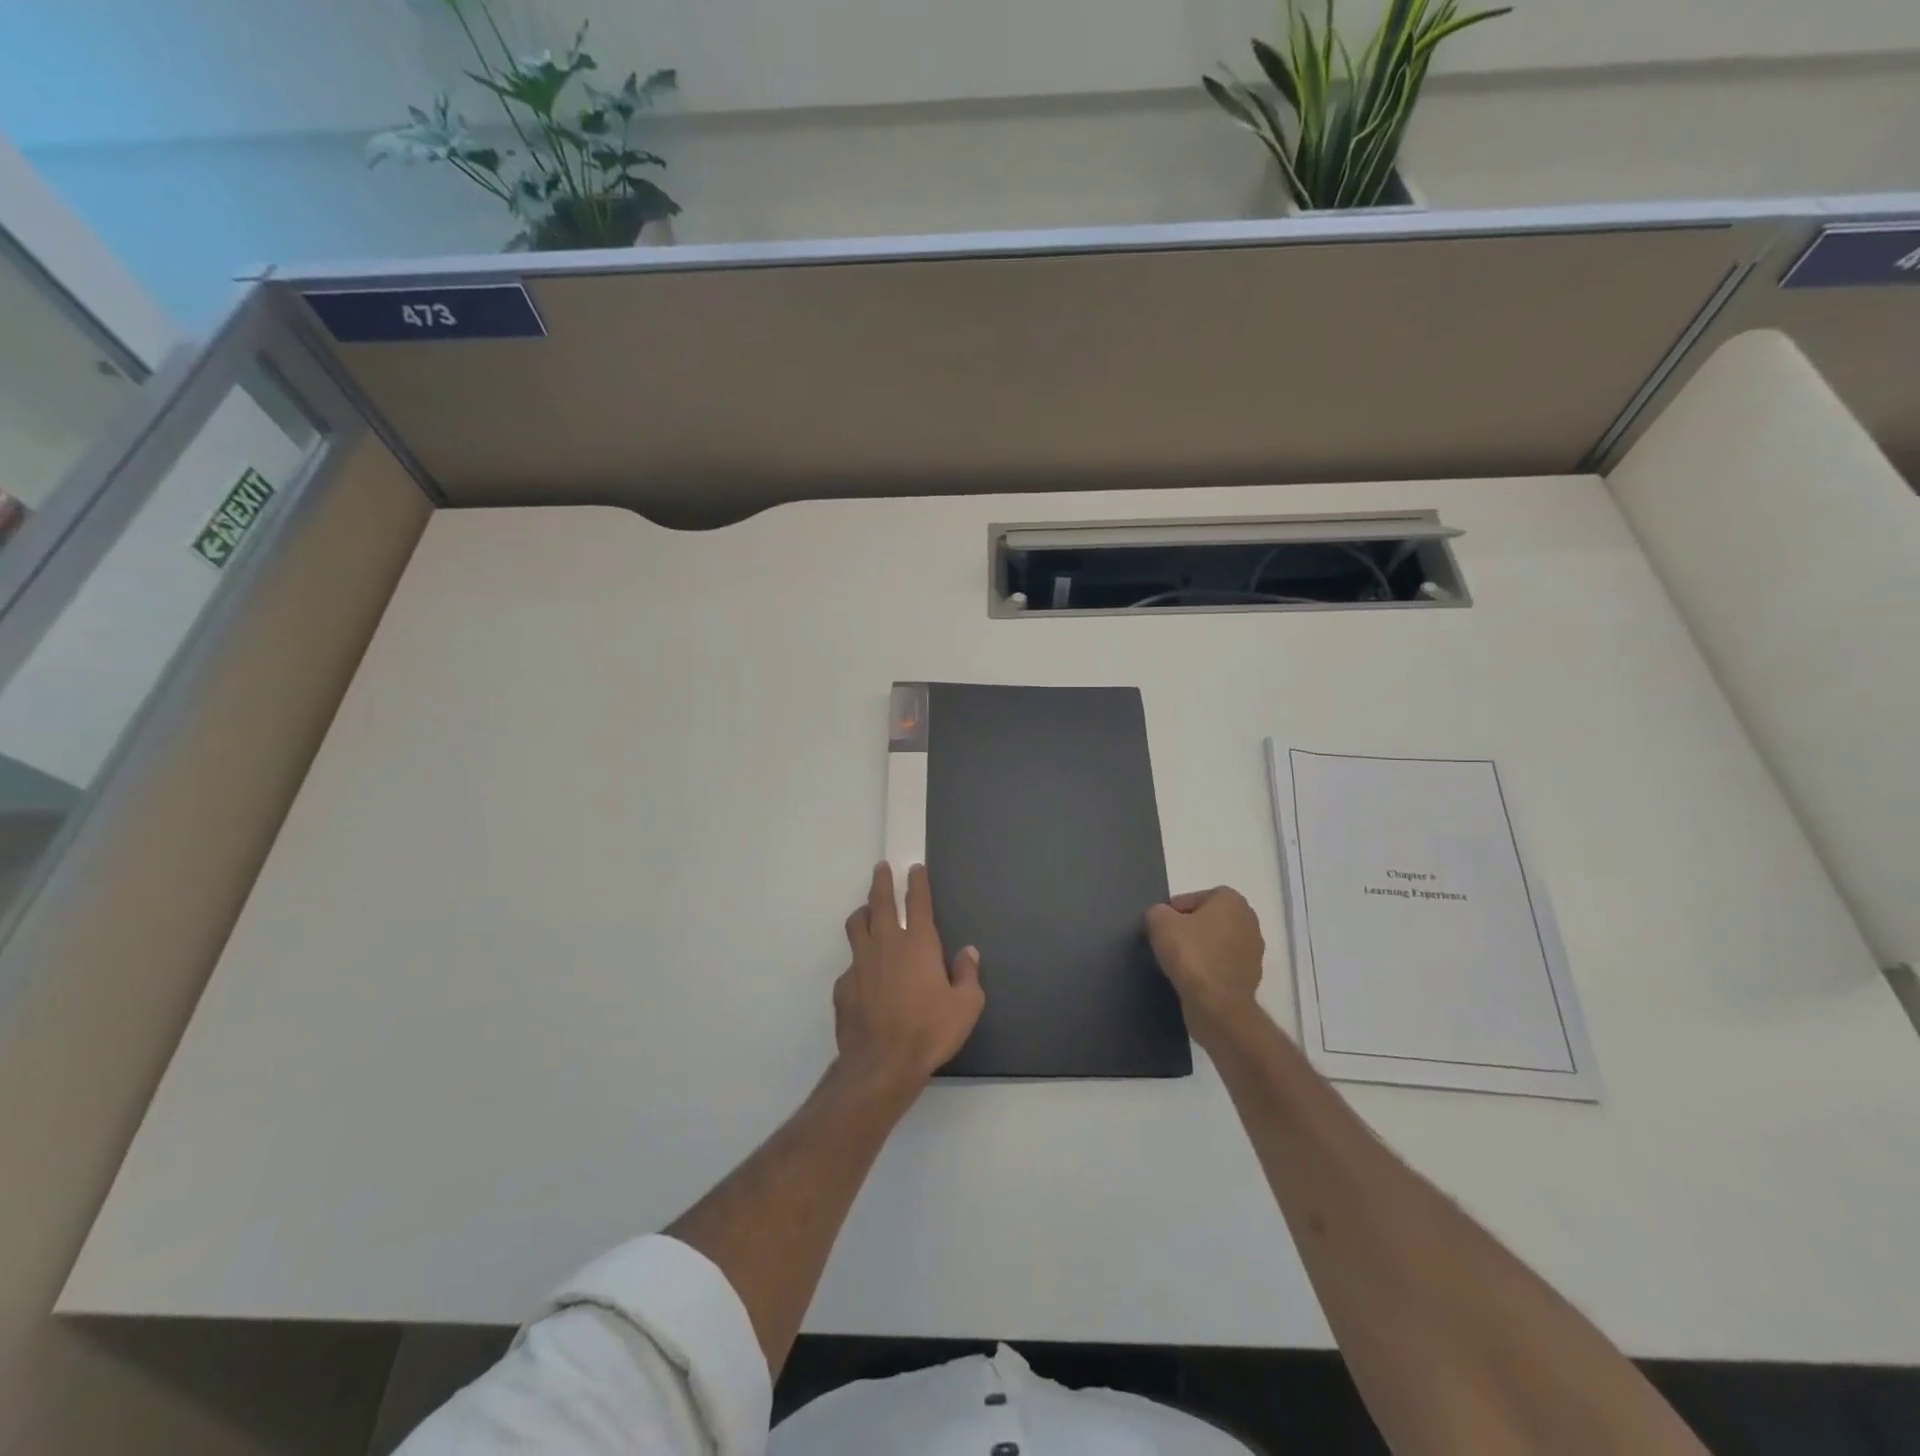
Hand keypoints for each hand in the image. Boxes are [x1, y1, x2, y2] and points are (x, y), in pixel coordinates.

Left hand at [834, 863, 984, 1091]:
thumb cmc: (930, 1031)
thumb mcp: (966, 1006)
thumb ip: (968, 975)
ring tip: (866, 910)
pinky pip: (851, 963)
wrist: (881, 1063)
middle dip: (882, 882)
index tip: (914, 868)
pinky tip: (864, 974)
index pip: (917, 902)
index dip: (917, 882)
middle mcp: (886, 944)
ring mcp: (860, 963)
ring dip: (863, 912)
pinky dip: (859, 961)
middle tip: (881, 868)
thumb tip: (968, 952)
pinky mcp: (844, 985)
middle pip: (880, 902)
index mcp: (918, 944)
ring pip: (857, 925)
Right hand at [1146, 887, 1264, 1045]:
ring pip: (1216, 943)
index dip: (1174, 912)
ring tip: (1178, 964)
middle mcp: (1249, 921)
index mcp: (1232, 900)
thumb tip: (1161, 918)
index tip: (1162, 928)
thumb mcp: (1159, 922)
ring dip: (1199, 950)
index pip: (1195, 898)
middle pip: (1208, 920)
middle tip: (1168, 943)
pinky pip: (1222, 965)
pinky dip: (1208, 969)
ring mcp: (1254, 951)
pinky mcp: (1251, 978)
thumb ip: (1157, 911)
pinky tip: (1192, 980)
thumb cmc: (1191, 954)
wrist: (1217, 1005)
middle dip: (1189, 929)